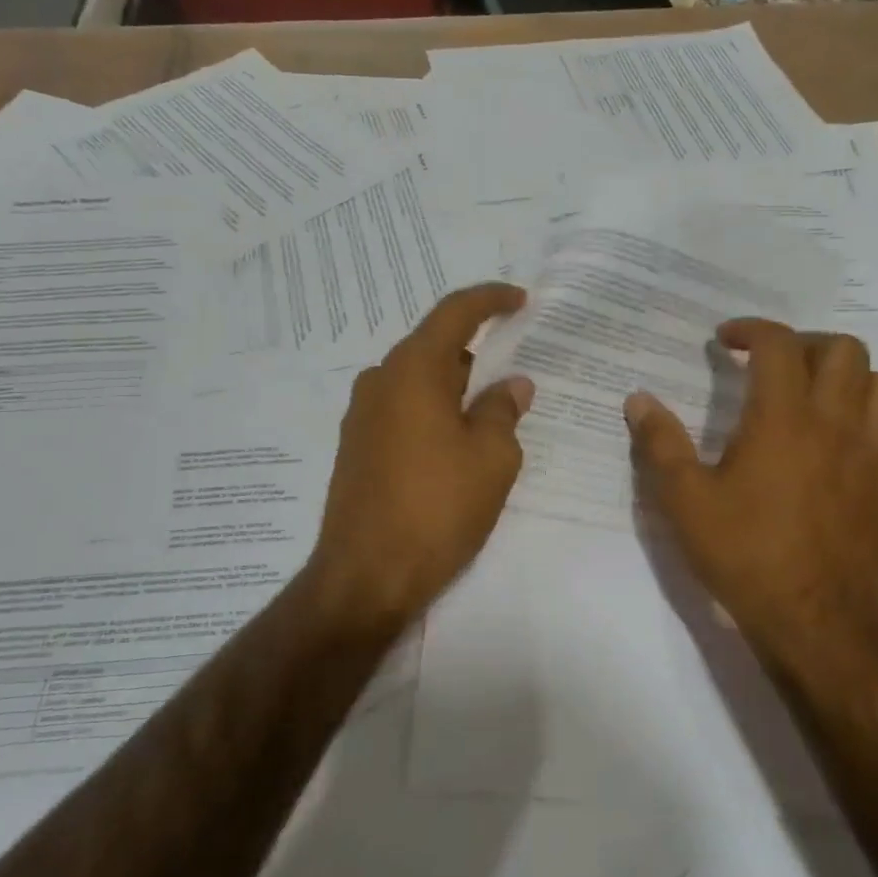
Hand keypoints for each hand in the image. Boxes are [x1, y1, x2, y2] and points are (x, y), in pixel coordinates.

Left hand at [310, 283, 534, 625]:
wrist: (366, 577)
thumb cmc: (437, 508)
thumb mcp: (491, 458)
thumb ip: (503, 411)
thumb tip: (512, 385)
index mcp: (412, 370)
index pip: (454, 313)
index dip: (491, 299)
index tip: (521, 300)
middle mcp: (380, 381)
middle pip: (434, 347)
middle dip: (476, 354)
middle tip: (514, 370)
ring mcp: (362, 415)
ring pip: (418, 382)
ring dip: (454, 388)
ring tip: (490, 413)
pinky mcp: (356, 447)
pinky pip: (402, 409)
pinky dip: (433, 412)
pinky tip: (455, 443)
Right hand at [624, 323, 877, 658]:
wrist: (814, 623)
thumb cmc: (744, 554)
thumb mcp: (684, 500)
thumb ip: (660, 443)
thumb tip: (637, 399)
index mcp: (783, 418)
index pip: (778, 343)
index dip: (751, 329)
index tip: (724, 340)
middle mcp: (837, 424)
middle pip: (845, 350)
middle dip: (806, 344)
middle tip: (773, 366)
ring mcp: (874, 457)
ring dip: (851, 380)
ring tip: (817, 398)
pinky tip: (849, 450)